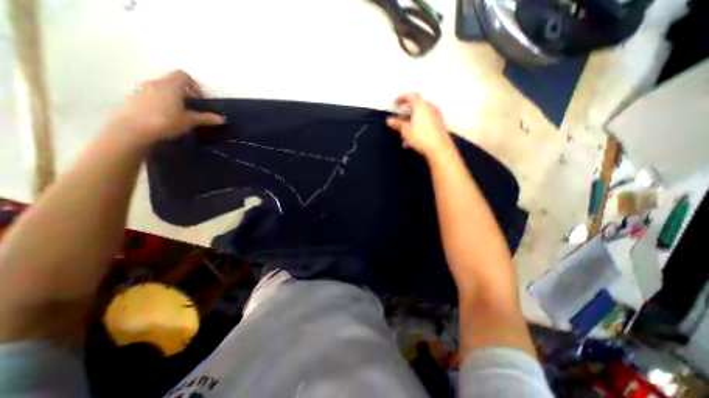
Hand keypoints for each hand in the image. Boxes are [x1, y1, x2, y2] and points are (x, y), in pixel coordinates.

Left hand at [105, 70, 223, 145]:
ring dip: (172, 99)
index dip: (194, 85)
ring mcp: (141, 90)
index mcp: (170, 85)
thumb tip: (221, 118)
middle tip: (192, 109)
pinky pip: (151, 97)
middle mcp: (154, 83)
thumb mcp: (190, 121)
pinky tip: (164, 118)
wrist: (133, 130)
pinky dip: (160, 104)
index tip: (200, 99)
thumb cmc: (165, 121)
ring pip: (161, 90)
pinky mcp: (132, 99)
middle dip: (184, 94)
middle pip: (172, 82)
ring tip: (178, 115)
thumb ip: (206, 118)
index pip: (183, 75)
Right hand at [385, 93, 450, 159]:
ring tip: (403, 133)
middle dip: (406, 112)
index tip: (395, 103)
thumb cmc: (422, 137)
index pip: (410, 96)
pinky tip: (412, 139)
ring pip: (421, 115)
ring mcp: (436, 116)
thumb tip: (390, 120)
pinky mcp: (439, 124)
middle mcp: (430, 108)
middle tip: (399, 118)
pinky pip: (426, 122)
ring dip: (411, 121)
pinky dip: (418, 126)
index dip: (401, 98)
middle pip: (416, 105)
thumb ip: (397, 124)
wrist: (439, 149)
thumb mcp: (406, 131)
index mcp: (421, 106)